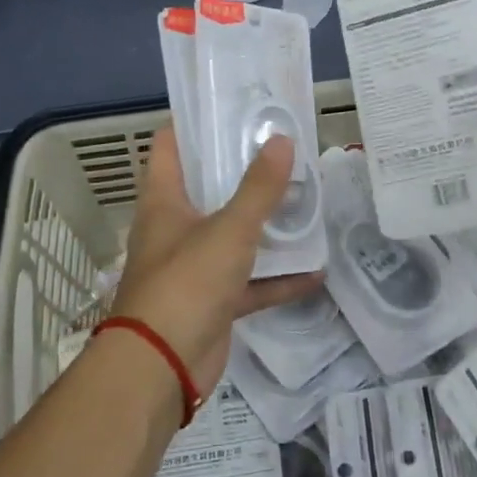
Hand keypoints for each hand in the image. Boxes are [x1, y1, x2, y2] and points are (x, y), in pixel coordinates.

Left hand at [108, 127, 323, 394]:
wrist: (161, 368)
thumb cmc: (186, 283)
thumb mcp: (229, 230)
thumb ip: (259, 188)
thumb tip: (281, 139)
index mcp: (165, 201)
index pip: (171, 147)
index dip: (195, 124)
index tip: (232, 107)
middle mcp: (175, 229)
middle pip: (208, 189)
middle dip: (243, 171)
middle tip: (283, 150)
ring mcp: (194, 268)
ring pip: (233, 236)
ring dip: (265, 225)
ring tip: (305, 201)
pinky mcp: (212, 302)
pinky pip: (249, 283)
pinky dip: (277, 279)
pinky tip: (315, 271)